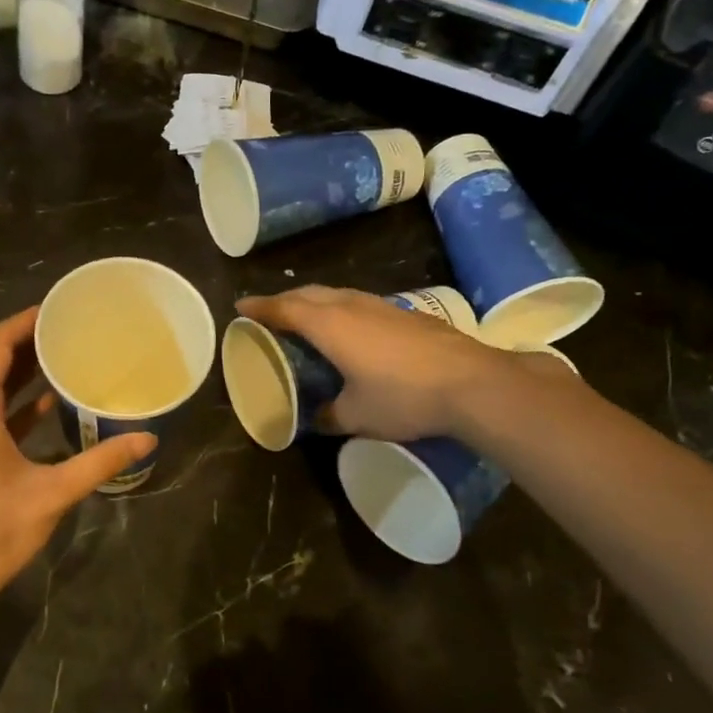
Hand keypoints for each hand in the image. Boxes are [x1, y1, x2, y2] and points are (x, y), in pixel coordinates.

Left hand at [0, 308, 154, 624]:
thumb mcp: (51, 493)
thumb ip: (100, 462)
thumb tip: (147, 438)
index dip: (24, 321)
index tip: (58, 308)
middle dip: (26, 341)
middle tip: (69, 328)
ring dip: (21, 371)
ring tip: (63, 356)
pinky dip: (15, 403)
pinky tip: (48, 405)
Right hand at [237, 285, 569, 442]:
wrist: (471, 383)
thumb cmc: (403, 398)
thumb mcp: (356, 416)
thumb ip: (329, 414)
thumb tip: (316, 418)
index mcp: (329, 325)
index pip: (284, 308)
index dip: (260, 307)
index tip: (241, 307)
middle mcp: (352, 306)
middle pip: (309, 294)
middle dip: (285, 300)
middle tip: (270, 313)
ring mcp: (383, 306)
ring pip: (338, 294)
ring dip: (316, 301)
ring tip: (306, 316)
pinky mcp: (407, 313)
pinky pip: (360, 303)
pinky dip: (342, 309)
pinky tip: (351, 328)